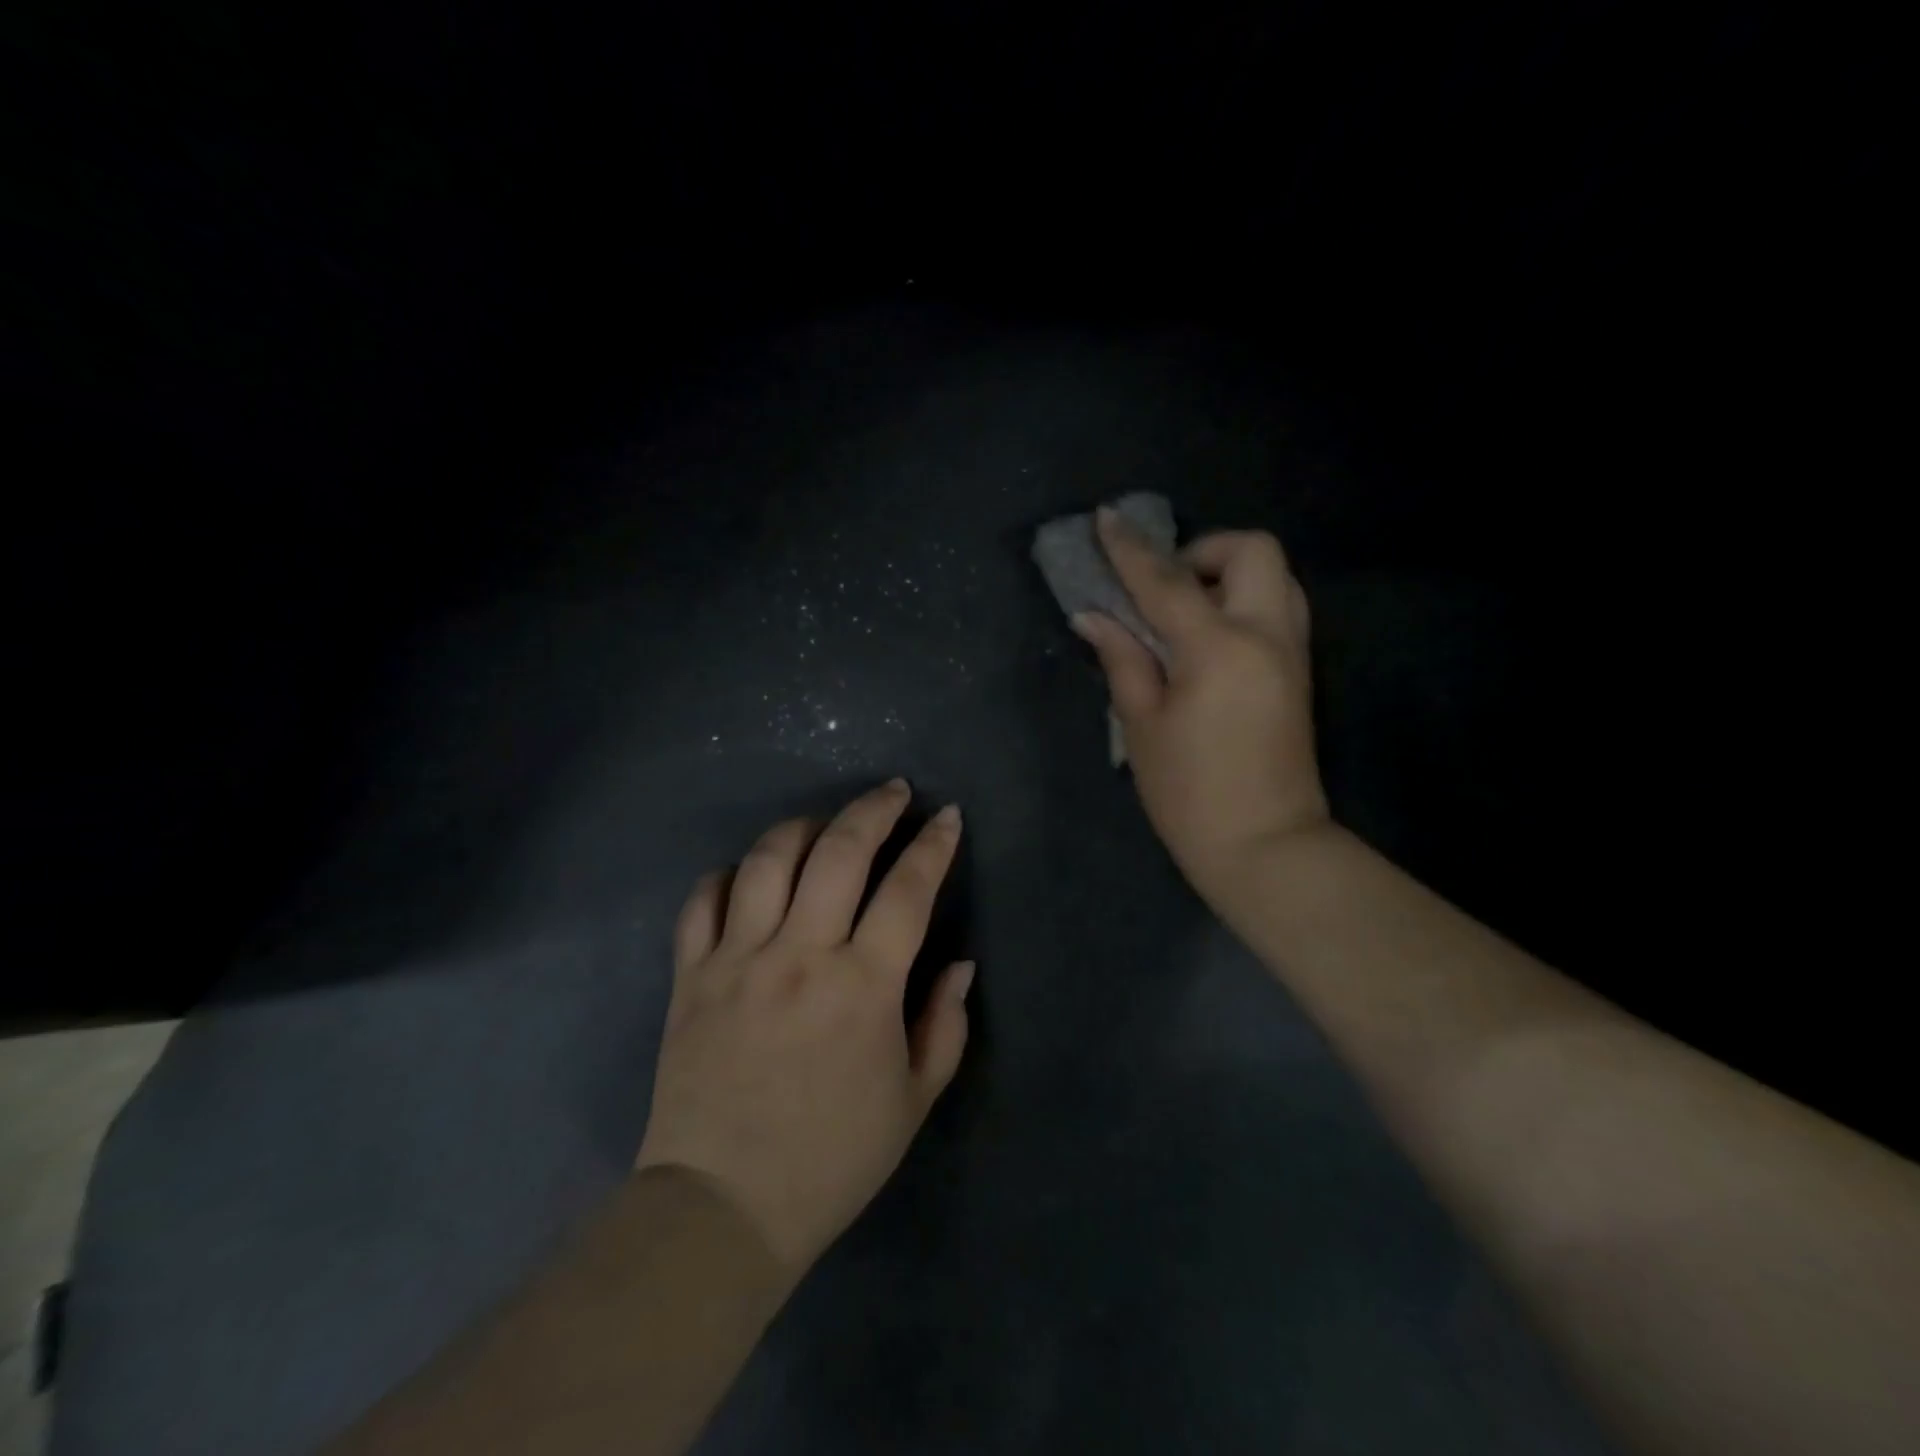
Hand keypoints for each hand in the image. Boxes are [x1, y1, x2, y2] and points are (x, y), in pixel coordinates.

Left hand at [635, 780, 973, 1280]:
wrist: (722, 1209)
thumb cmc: (831, 1159)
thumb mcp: (913, 1101)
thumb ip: (944, 1024)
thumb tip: (958, 964)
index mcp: (863, 987)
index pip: (908, 890)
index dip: (934, 845)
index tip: (947, 816)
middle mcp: (800, 956)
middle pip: (840, 852)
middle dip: (875, 809)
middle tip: (894, 792)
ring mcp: (738, 960)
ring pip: (769, 860)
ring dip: (805, 826)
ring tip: (826, 825)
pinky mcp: (690, 976)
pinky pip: (703, 901)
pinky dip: (728, 875)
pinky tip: (749, 876)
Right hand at [1073, 509, 1329, 897]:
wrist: (1265, 845)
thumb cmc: (1189, 793)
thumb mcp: (1142, 726)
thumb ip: (1123, 660)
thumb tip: (1094, 618)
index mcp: (1219, 649)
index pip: (1167, 581)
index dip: (1130, 550)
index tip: (1105, 519)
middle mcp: (1266, 635)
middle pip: (1252, 550)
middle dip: (1203, 550)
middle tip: (1163, 587)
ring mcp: (1292, 652)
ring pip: (1274, 576)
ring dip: (1227, 574)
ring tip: (1184, 612)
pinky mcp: (1299, 672)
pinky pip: (1276, 608)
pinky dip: (1242, 601)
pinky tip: (1206, 638)